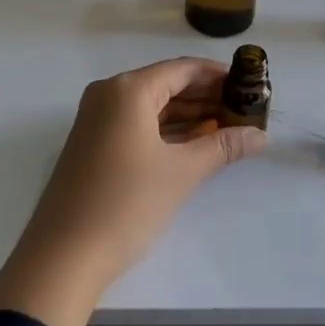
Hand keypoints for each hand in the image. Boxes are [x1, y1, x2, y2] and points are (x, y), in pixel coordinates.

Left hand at [0, 59, 265, 325]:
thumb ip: (223, 147)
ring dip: (189, 115)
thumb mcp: (181, 173)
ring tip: (229, 127)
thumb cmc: (126, 204)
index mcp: (128, 89)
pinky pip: (137, 123)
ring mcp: (97, 118)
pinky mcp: (93, 142)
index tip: (250, 85)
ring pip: (152, 106)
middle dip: (206, 96)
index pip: (182, 69)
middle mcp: (109, 93)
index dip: (218, 75)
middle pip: (167, 84)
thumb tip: (261, 135)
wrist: (63, 256)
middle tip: (245, 110)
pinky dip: (167, 130)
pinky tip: (196, 143)